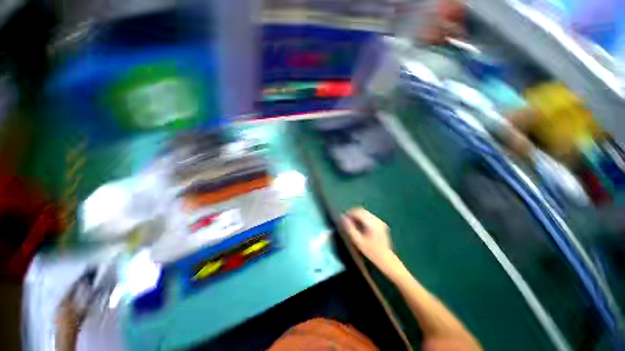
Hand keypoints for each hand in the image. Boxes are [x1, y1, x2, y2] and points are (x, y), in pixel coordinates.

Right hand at [341, 208, 396, 272]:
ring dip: (358, 216)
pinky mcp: (381, 224)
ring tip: (352, 224)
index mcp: (372, 223)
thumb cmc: (370, 252)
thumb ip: (350, 229)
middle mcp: (377, 220)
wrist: (386, 260)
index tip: (343, 218)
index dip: (349, 213)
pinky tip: (360, 226)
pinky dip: (363, 219)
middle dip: (353, 214)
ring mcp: (380, 222)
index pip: (358, 212)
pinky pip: (369, 217)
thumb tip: (343, 218)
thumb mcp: (358, 242)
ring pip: (366, 213)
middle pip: (362, 211)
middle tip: (346, 221)